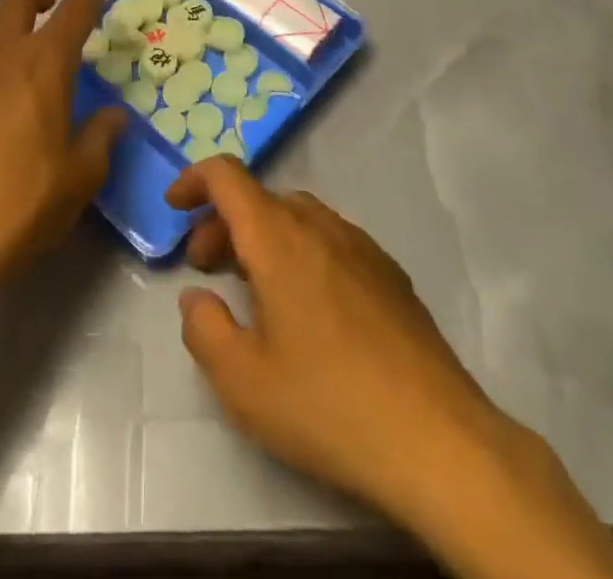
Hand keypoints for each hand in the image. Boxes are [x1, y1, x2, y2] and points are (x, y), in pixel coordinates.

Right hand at [166, 160, 612, 578]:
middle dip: (224, 222)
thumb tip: (197, 297)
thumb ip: (205, 329)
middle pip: (261, 199)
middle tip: (207, 268)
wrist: (437, 437)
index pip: (228, 176)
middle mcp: (320, 226)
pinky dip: (302, 251)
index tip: (175, 206)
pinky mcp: (389, 272)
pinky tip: (309, 307)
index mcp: (279, 238)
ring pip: (298, 217)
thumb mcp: (244, 382)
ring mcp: (361, 245)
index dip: (195, 179)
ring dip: (264, 236)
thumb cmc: (328, 405)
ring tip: (254, 288)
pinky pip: (331, 240)